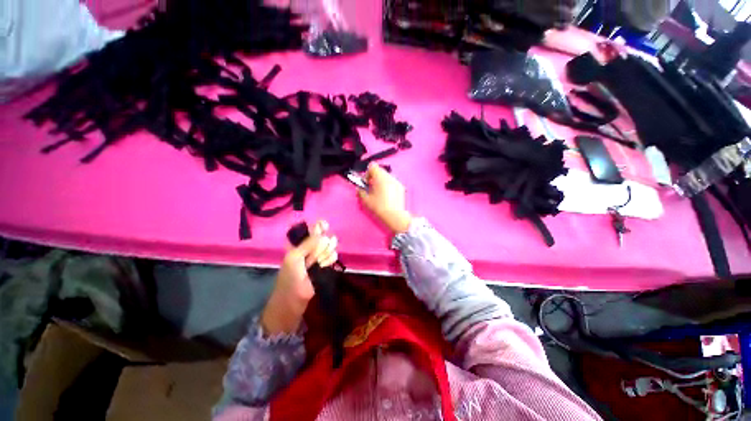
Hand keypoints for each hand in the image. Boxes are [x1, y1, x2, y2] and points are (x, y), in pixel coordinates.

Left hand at [261, 220, 337, 334]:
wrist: (294, 300)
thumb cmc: (289, 277)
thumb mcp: (294, 258)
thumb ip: (308, 244)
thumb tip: (323, 233)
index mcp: (300, 243)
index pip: (313, 229)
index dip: (320, 226)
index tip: (325, 226)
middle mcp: (311, 247)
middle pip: (325, 236)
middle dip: (322, 245)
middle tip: (314, 256)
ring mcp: (320, 256)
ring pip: (331, 246)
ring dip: (325, 254)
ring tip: (317, 263)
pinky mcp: (326, 265)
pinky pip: (334, 256)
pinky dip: (329, 261)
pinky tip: (323, 267)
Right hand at [358, 163, 411, 233]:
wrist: (394, 216)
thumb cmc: (379, 207)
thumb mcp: (365, 200)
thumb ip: (361, 191)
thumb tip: (360, 188)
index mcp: (380, 177)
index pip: (372, 166)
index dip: (367, 173)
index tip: (366, 182)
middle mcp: (389, 176)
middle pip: (380, 171)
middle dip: (374, 178)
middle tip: (371, 189)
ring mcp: (397, 182)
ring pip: (386, 177)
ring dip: (381, 182)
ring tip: (378, 193)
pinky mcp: (401, 188)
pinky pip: (392, 183)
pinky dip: (388, 187)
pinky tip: (386, 197)